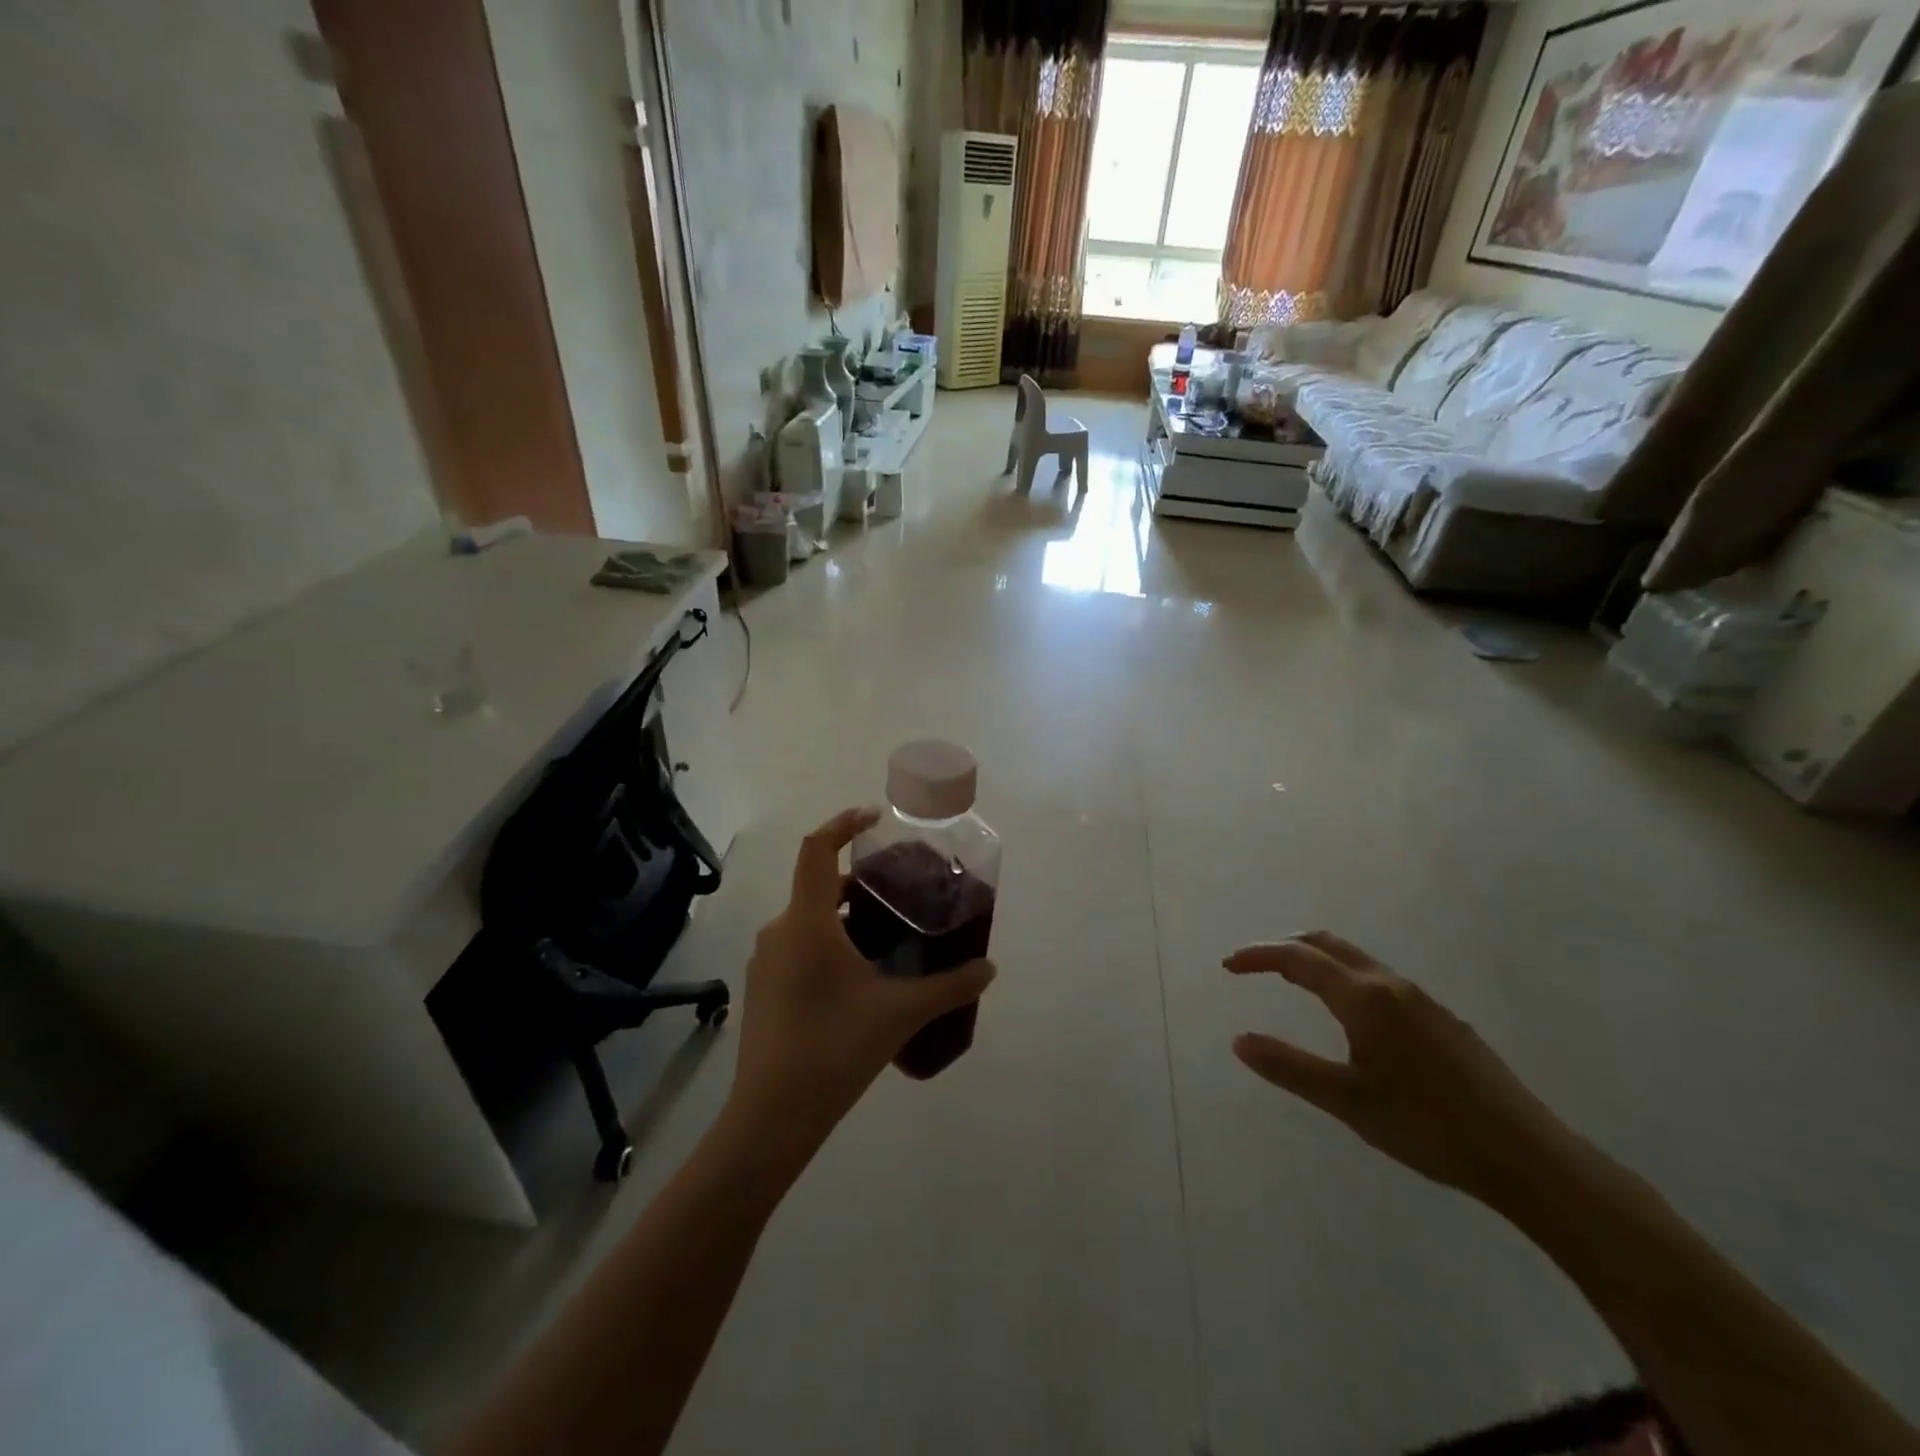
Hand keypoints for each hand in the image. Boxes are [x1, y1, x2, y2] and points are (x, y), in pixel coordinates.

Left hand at [722, 808, 996, 1170]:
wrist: (771, 1117)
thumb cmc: (835, 1049)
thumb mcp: (900, 1013)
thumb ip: (950, 986)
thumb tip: (990, 968)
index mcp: (807, 922)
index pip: (816, 850)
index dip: (842, 824)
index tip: (873, 817)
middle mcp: (780, 932)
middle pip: (817, 885)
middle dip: (856, 882)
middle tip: (897, 892)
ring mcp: (765, 962)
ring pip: (807, 920)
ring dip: (843, 917)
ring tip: (885, 935)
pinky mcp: (762, 989)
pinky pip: (797, 947)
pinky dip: (827, 943)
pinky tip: (857, 977)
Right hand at [1227, 932, 1574, 1205]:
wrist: (1527, 1156)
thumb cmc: (1428, 1126)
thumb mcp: (1348, 1101)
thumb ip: (1289, 1067)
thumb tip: (1238, 1040)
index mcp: (1365, 998)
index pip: (1298, 958)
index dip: (1258, 956)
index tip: (1228, 966)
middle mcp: (1391, 985)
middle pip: (1328, 944)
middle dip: (1285, 946)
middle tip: (1254, 966)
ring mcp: (1422, 1001)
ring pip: (1356, 960)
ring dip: (1317, 960)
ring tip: (1292, 983)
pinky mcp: (1442, 1020)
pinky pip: (1378, 980)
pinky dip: (1344, 978)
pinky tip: (1349, 1017)